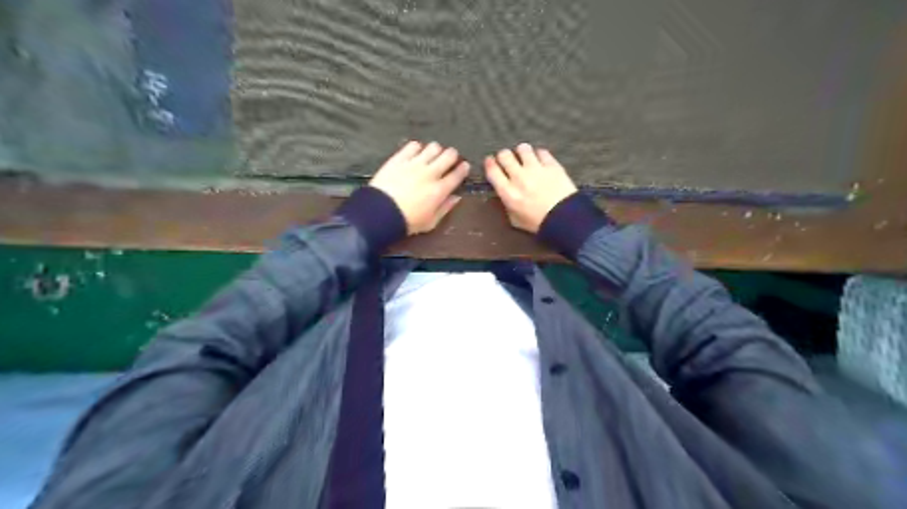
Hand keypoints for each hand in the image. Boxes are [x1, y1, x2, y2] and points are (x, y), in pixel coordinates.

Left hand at [367, 139, 467, 234]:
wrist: (380, 213)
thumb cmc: (407, 222)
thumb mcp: (431, 222)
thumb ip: (445, 208)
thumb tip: (456, 197)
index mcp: (440, 190)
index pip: (457, 174)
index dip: (463, 168)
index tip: (464, 166)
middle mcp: (430, 173)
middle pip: (449, 155)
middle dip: (452, 156)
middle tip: (449, 160)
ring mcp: (414, 164)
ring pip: (433, 147)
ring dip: (436, 151)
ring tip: (432, 156)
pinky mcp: (399, 159)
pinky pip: (413, 145)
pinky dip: (417, 148)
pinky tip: (415, 154)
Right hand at [486, 141, 577, 231]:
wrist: (565, 219)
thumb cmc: (538, 224)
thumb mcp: (515, 220)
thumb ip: (507, 205)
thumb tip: (505, 196)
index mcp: (507, 192)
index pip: (492, 170)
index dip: (489, 163)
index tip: (490, 161)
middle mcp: (519, 177)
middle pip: (505, 155)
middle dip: (504, 156)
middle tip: (507, 160)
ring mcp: (536, 168)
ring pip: (523, 148)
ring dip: (522, 152)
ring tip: (525, 157)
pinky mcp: (551, 165)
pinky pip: (541, 151)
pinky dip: (539, 155)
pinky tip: (541, 160)